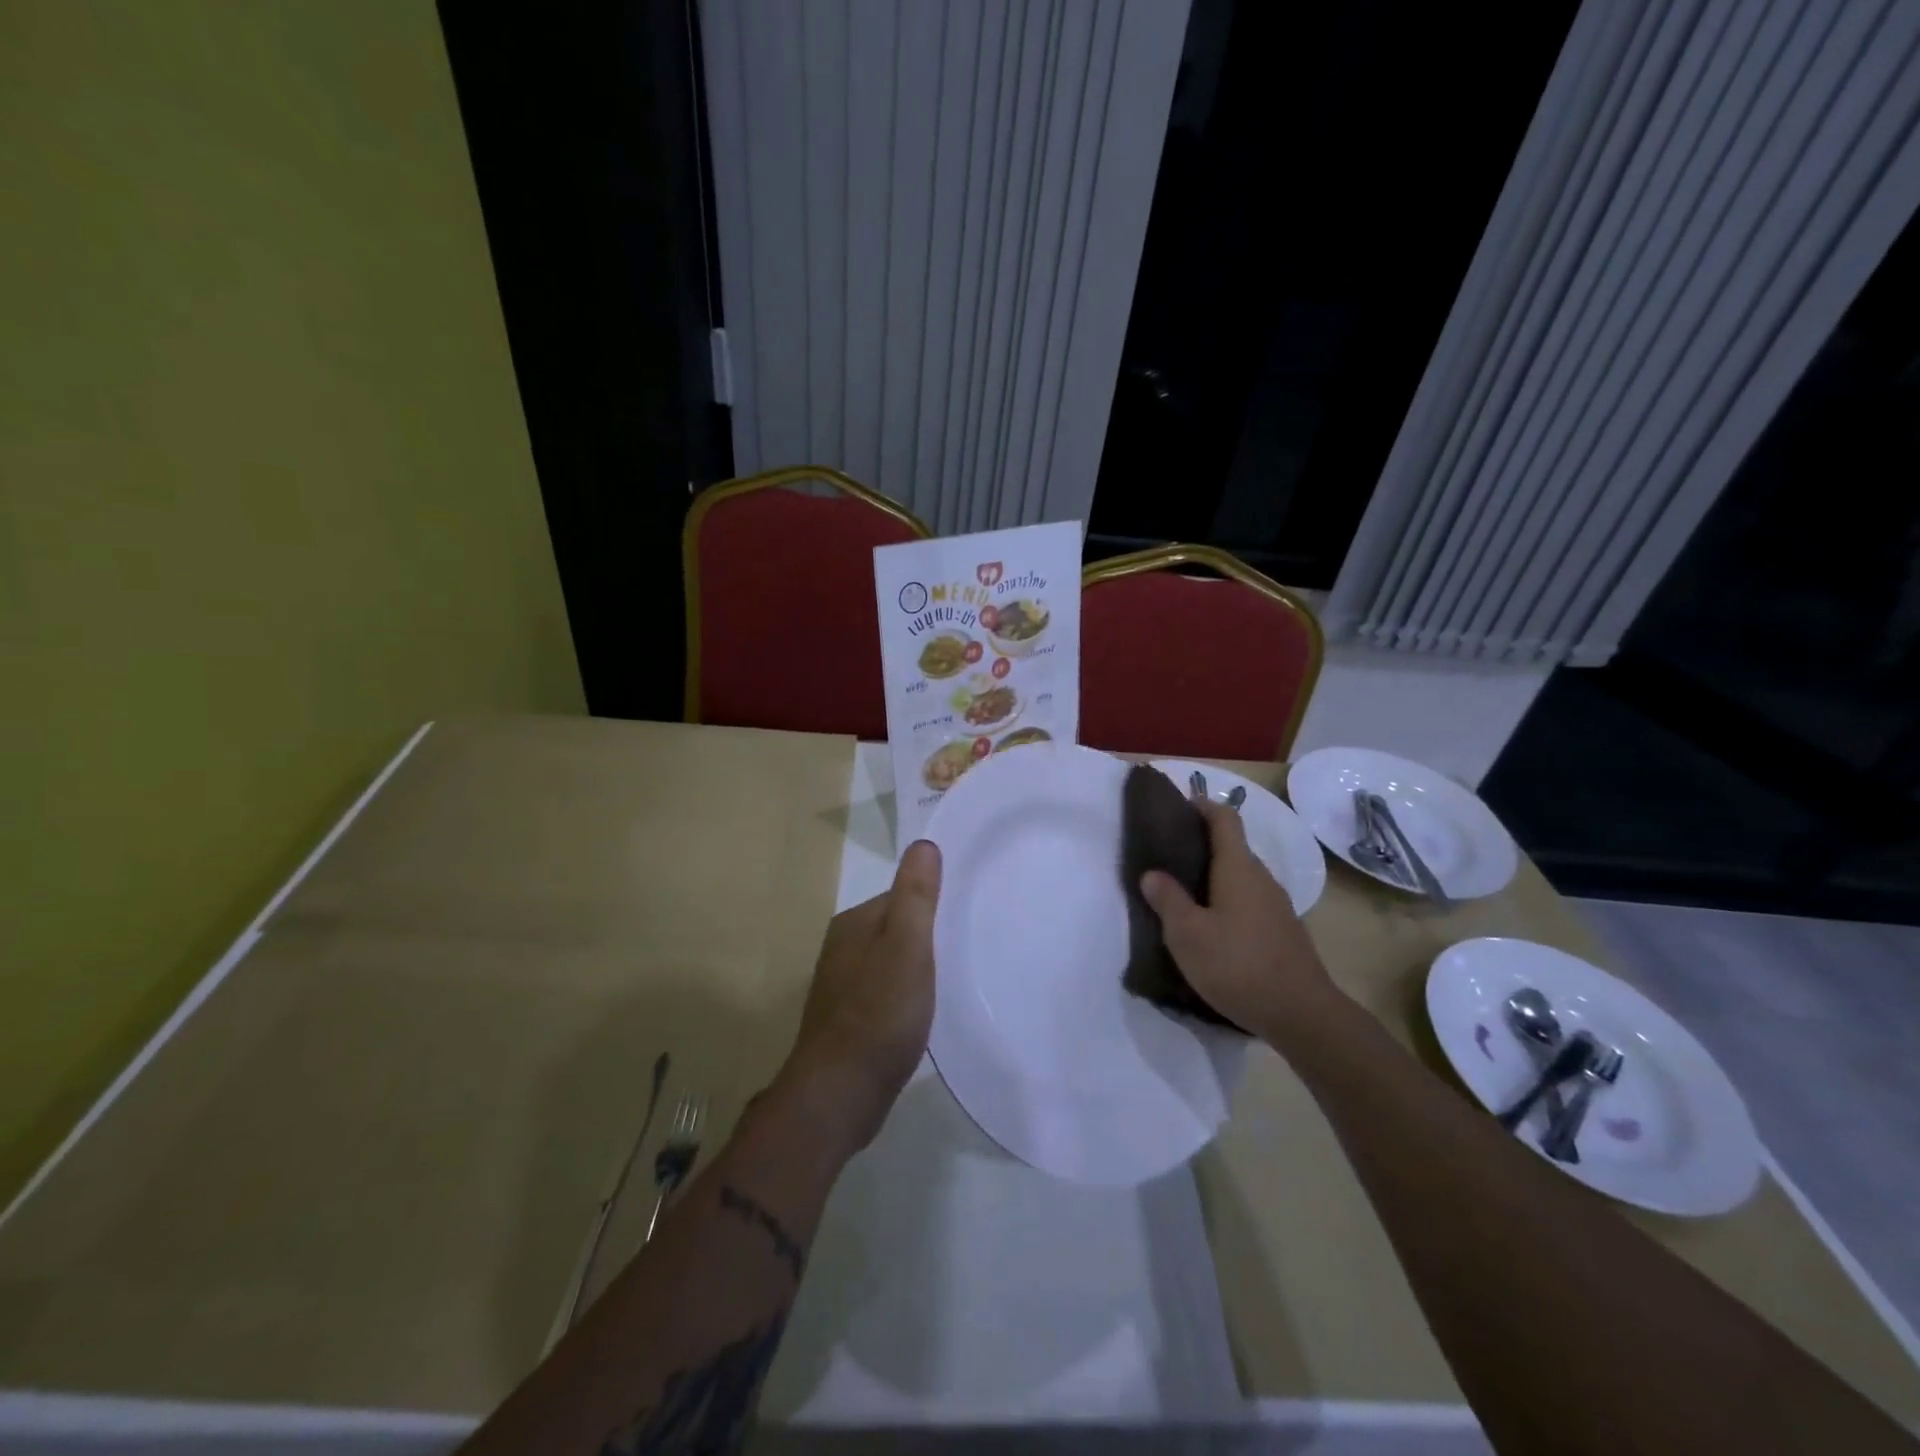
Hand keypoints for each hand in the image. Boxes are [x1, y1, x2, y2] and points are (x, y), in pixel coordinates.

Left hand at [777, 840, 941, 1152]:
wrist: (840, 1095)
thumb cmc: (879, 1014)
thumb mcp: (906, 946)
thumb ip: (915, 896)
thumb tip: (923, 844)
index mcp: (854, 924)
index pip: (901, 896)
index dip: (934, 903)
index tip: (967, 915)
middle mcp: (843, 949)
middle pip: (896, 928)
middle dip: (928, 935)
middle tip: (967, 947)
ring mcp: (843, 988)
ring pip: (891, 962)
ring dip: (918, 968)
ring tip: (953, 980)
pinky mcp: (850, 1022)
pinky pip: (886, 993)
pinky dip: (906, 996)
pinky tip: (924, 1014)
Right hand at [1139, 798, 1335, 1041]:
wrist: (1302, 1015)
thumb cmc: (1238, 965)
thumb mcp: (1187, 934)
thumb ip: (1168, 900)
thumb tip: (1152, 873)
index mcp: (1238, 868)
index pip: (1224, 818)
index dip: (1202, 806)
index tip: (1177, 808)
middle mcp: (1261, 878)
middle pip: (1232, 846)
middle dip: (1201, 844)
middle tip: (1166, 858)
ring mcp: (1276, 905)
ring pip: (1240, 877)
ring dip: (1213, 877)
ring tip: (1182, 894)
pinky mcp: (1282, 931)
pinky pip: (1249, 901)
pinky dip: (1227, 901)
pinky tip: (1210, 928)